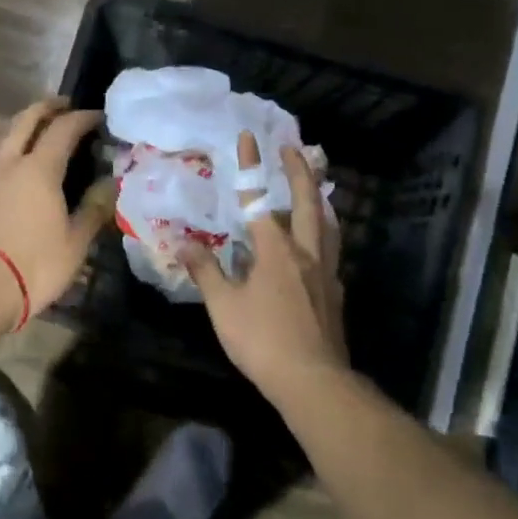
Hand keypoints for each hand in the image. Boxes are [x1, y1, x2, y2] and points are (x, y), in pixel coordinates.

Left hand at [0, 97, 112, 327]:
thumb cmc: (32, 267)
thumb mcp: (74, 244)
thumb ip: (93, 210)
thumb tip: (110, 185)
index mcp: (38, 169)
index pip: (63, 129)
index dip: (82, 118)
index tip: (97, 116)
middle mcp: (5, 163)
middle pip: (23, 121)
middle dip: (44, 108)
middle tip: (61, 106)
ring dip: (16, 130)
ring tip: (29, 135)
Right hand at [182, 132, 347, 395]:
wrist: (313, 380)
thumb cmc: (262, 340)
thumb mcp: (223, 306)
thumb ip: (205, 271)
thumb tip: (183, 243)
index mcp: (276, 251)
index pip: (260, 201)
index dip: (253, 169)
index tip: (250, 139)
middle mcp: (306, 253)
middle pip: (308, 203)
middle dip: (300, 172)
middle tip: (294, 149)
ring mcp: (326, 273)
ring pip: (328, 225)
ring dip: (320, 200)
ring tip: (316, 188)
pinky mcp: (334, 293)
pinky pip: (331, 250)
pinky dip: (324, 233)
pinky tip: (318, 245)